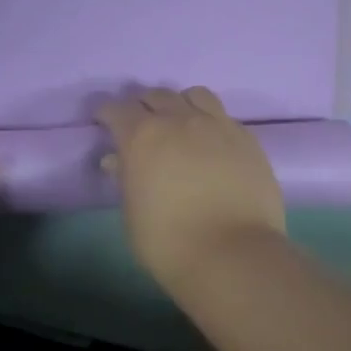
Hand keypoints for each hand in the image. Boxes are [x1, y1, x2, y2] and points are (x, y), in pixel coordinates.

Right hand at [96, 87, 285, 290]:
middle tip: (140, 126)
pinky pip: (223, 115)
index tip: (104, 122)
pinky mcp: (247, 139)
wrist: (233, 255)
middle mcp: (178, 120)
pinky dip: (209, 121)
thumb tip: (118, 161)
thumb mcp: (132, 214)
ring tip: (179, 124)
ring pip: (194, 95)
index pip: (116, 109)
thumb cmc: (168, 242)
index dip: (107, 114)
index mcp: (141, 136)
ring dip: (180, 104)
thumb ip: (125, 180)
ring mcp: (217, 125)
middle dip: (143, 106)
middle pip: (156, 96)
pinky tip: (209, 143)